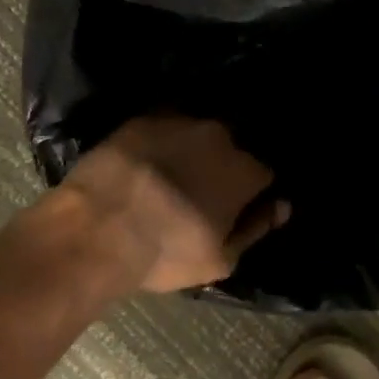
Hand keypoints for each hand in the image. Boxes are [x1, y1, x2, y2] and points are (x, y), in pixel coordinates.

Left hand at [57, 116, 287, 293]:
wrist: (97, 228)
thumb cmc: (166, 251)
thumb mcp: (220, 259)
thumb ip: (256, 228)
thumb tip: (281, 206)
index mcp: (244, 171)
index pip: (262, 175)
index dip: (250, 194)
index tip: (232, 209)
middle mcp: (218, 136)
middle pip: (229, 150)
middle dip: (219, 167)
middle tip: (197, 193)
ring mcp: (178, 122)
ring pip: (195, 135)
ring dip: (189, 151)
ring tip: (168, 176)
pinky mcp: (141, 119)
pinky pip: (162, 128)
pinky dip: (159, 143)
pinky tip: (143, 164)